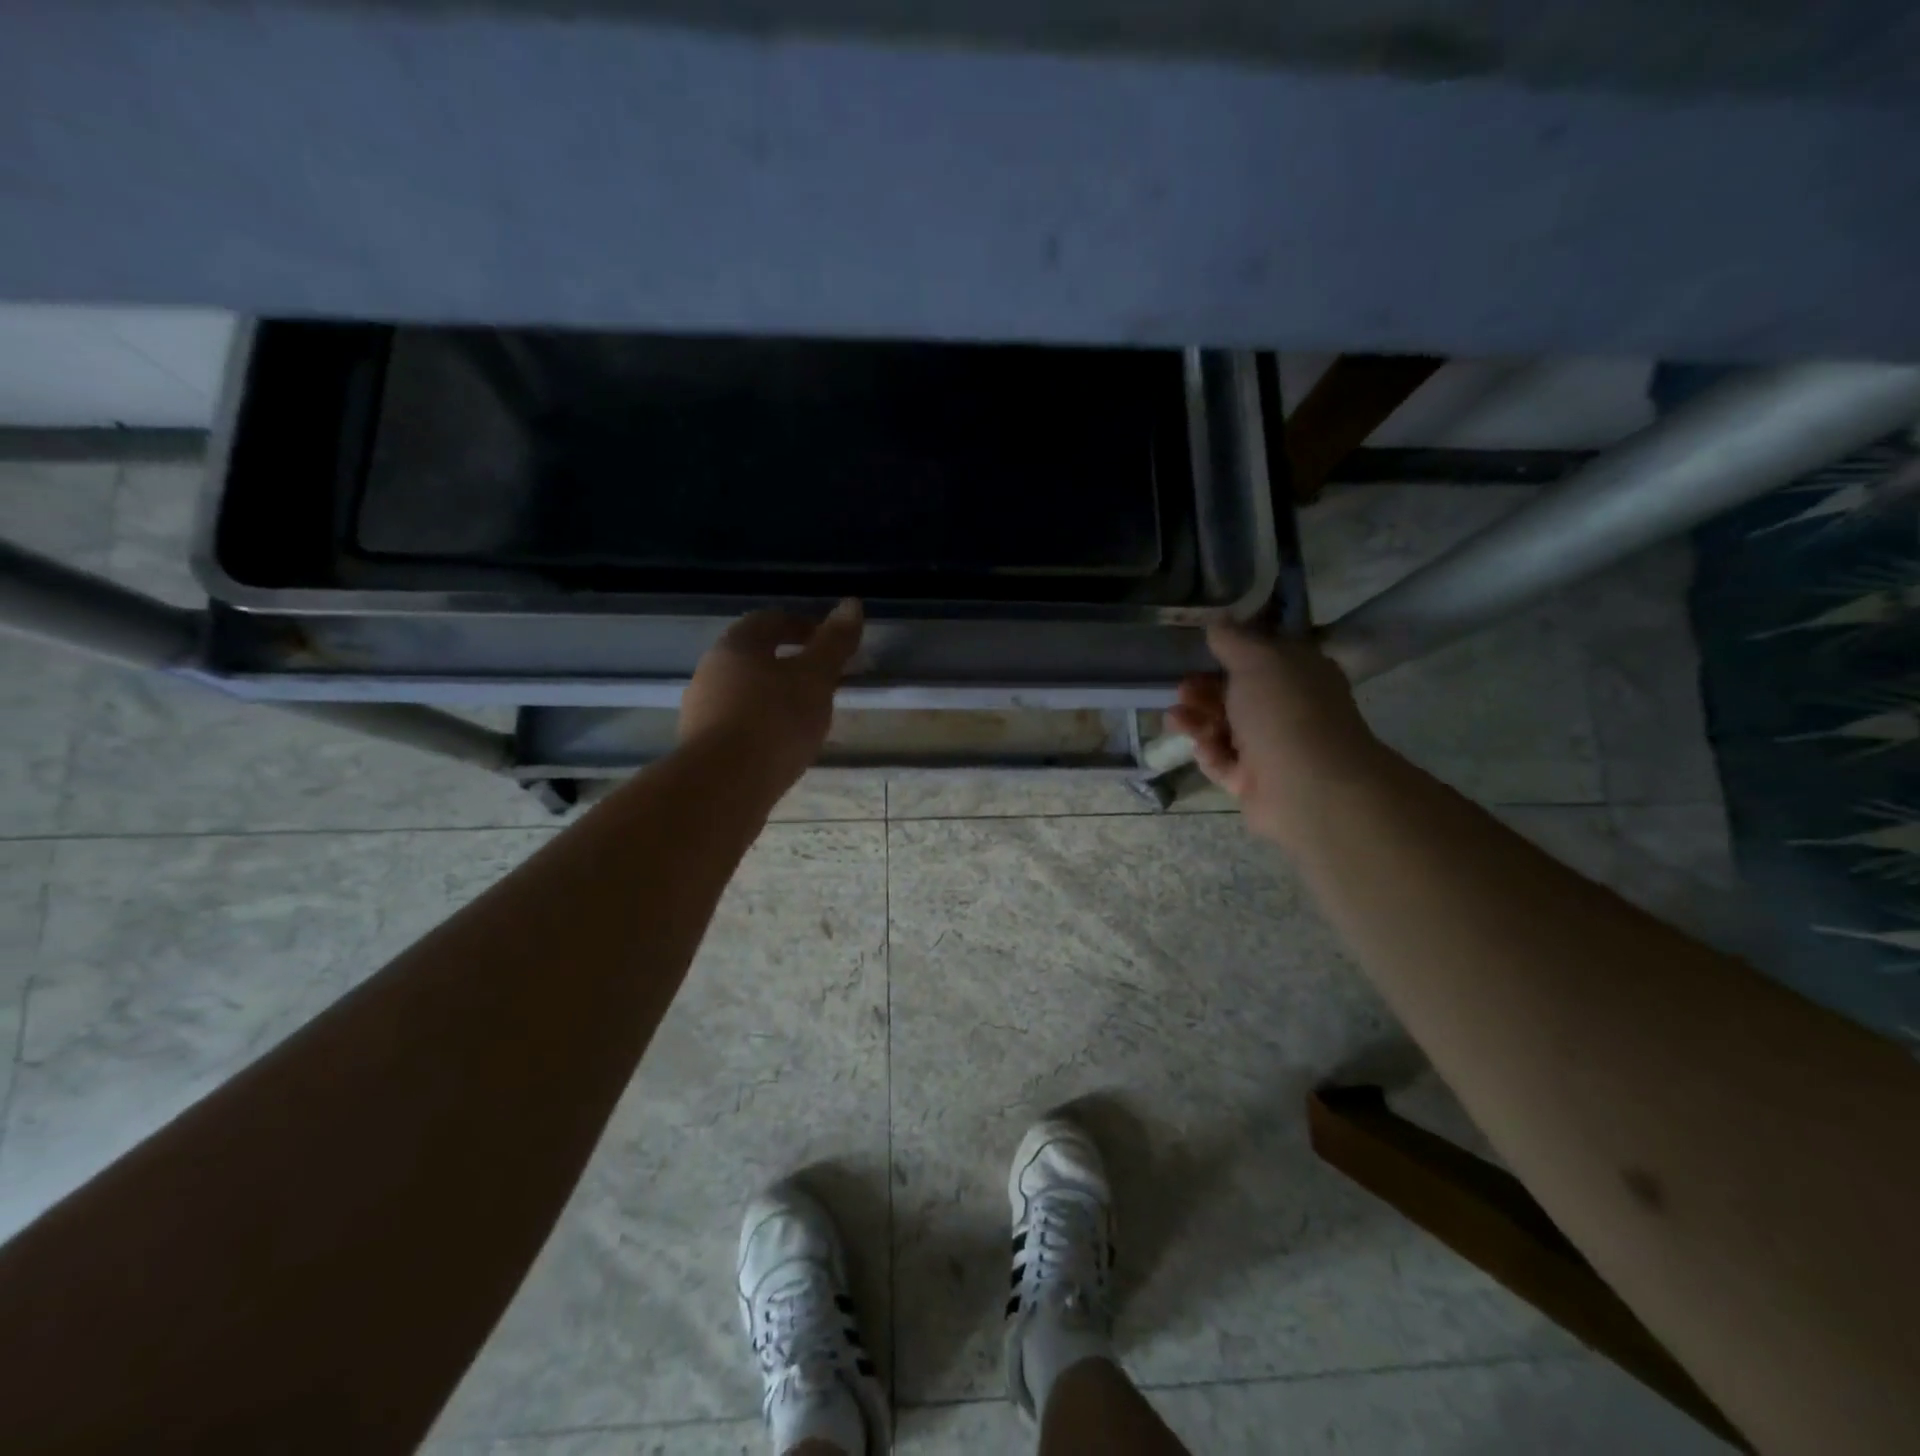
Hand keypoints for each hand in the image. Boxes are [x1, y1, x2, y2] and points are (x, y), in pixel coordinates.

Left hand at [679, 600, 863, 793]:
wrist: (723, 787)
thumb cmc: (774, 722)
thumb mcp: (815, 679)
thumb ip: (834, 643)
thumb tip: (852, 603)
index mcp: (736, 646)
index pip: (769, 621)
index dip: (801, 625)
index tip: (828, 642)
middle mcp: (711, 671)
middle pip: (753, 656)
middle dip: (787, 663)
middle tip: (821, 680)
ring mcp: (700, 710)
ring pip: (743, 691)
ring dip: (773, 696)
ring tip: (804, 717)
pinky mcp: (701, 746)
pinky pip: (737, 723)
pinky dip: (760, 725)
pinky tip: (780, 746)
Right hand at [1167, 622, 1388, 847]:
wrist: (1307, 787)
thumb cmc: (1285, 711)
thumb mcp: (1257, 660)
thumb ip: (1233, 640)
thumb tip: (1218, 621)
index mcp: (1300, 674)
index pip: (1264, 657)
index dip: (1233, 652)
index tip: (1201, 650)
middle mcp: (1289, 709)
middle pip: (1238, 694)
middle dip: (1205, 689)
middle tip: (1182, 689)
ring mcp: (1272, 748)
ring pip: (1226, 728)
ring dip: (1198, 720)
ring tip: (1175, 718)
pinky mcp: (1254, 781)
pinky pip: (1224, 762)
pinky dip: (1209, 753)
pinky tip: (1200, 746)